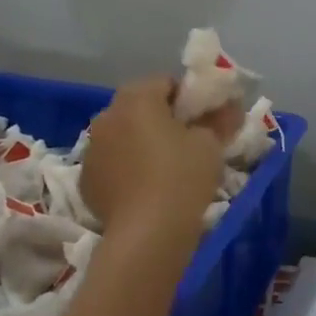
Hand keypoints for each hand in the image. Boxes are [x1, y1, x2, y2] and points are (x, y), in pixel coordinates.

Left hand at [80, 77, 237, 233]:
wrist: (147, 233)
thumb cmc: (182, 177)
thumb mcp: (210, 144)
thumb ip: (219, 119)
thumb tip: (229, 108)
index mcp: (136, 97)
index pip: (166, 83)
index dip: (189, 99)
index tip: (205, 120)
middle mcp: (107, 115)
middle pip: (140, 107)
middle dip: (162, 119)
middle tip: (188, 143)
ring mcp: (92, 148)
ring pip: (123, 135)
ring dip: (140, 142)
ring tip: (165, 169)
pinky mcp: (86, 179)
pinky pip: (112, 163)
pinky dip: (126, 168)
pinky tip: (144, 189)